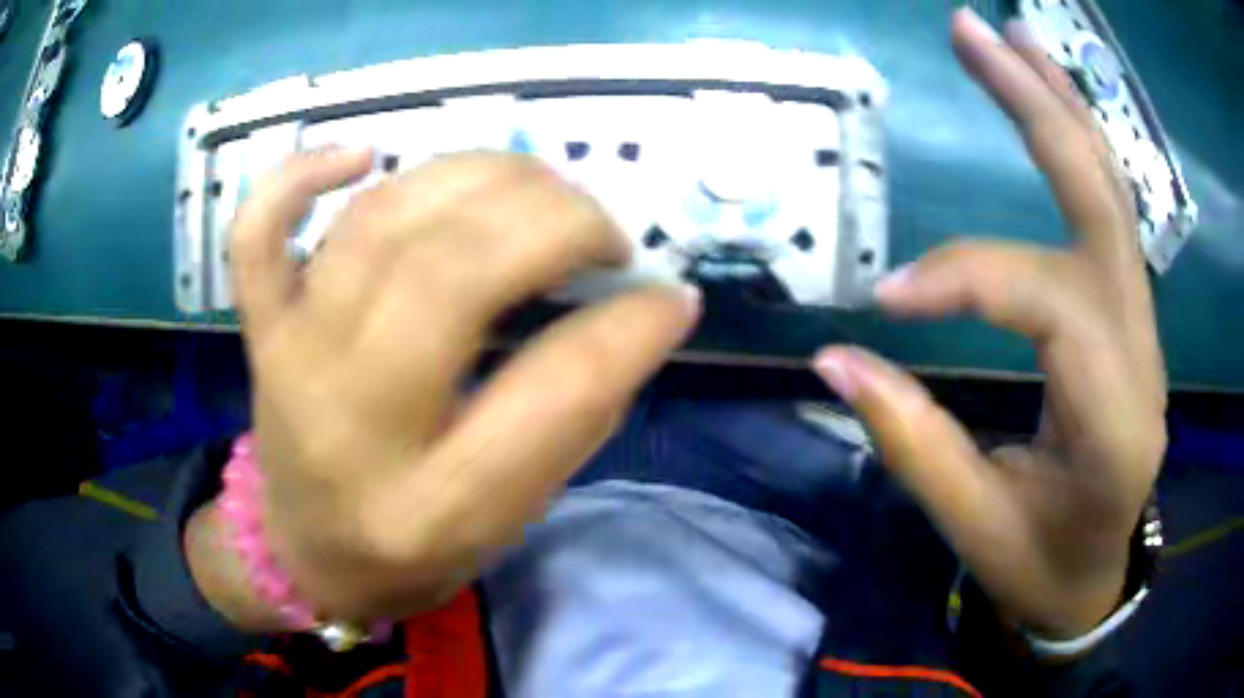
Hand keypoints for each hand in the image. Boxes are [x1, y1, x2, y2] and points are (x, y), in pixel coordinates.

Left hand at [188, 150, 698, 628]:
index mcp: (434, 506)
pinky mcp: (260, 329)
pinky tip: (363, 153)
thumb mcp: (511, 518)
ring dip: (478, 177)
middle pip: (455, 276)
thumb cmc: (414, 550)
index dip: (633, 328)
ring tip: (532, 189)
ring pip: (380, 224)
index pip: (553, 392)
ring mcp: (292, 362)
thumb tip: (644, 307)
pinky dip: (299, 174)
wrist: (305, 554)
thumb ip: (575, 415)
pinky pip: (257, 232)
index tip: (671, 296)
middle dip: (557, 223)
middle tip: (601, 231)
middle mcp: (353, 425)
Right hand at [812, 9, 1165, 639]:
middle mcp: (1142, 353)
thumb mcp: (976, 526)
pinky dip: (1079, 143)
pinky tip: (1051, 98)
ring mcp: (1143, 326)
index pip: (1051, 301)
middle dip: (1037, 109)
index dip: (967, 277)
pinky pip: (1110, 213)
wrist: (1094, 574)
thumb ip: (914, 442)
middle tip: (971, 32)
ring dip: (1061, 105)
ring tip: (1011, 36)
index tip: (888, 299)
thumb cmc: (1040, 563)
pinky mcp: (1129, 314)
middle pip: (1101, 204)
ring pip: (1113, 193)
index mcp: (1114, 421)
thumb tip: (836, 360)